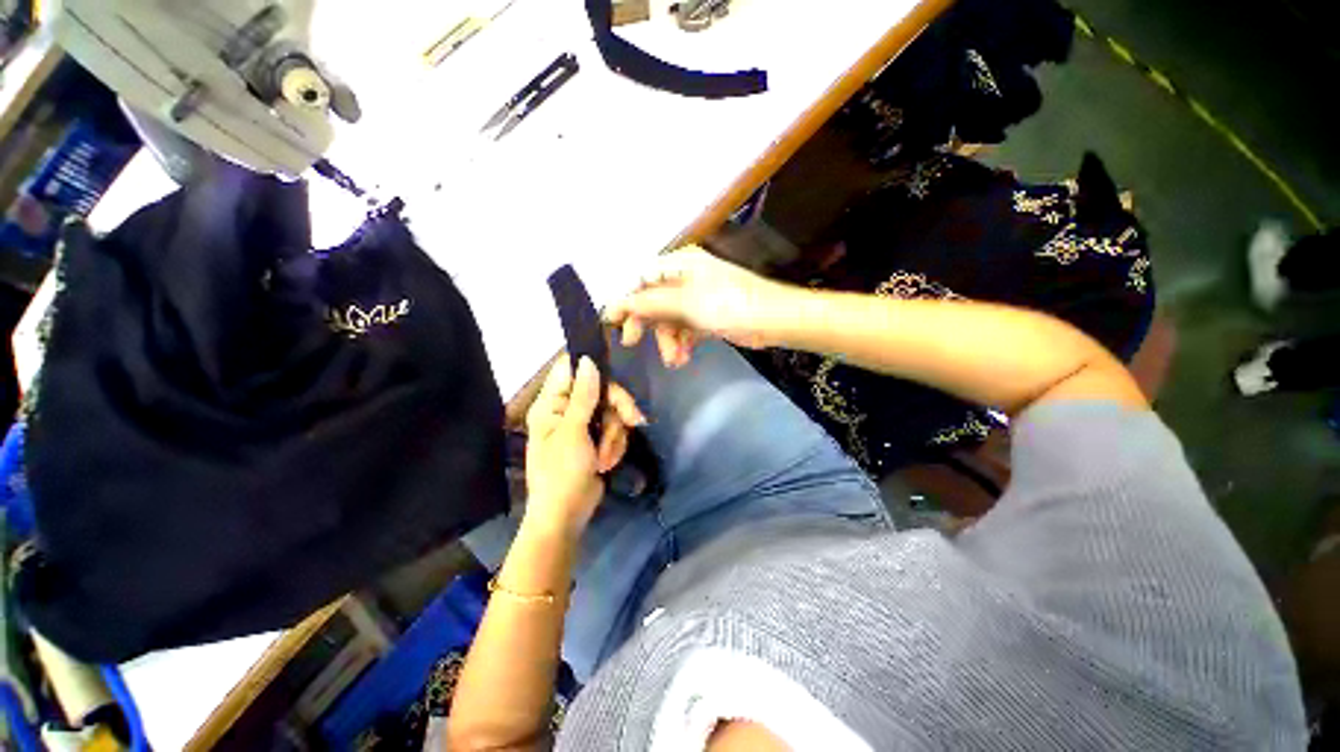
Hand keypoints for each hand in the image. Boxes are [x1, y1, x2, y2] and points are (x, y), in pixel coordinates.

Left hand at [524, 354, 645, 535]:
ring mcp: (580, 428)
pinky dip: (613, 448)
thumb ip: (583, 396)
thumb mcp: (573, 432)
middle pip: (600, 391)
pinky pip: (612, 433)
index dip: (593, 368)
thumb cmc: (561, 473)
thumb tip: (588, 360)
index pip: (570, 370)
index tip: (615, 378)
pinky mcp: (593, 444)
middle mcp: (564, 411)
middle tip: (632, 421)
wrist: (564, 515)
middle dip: (616, 410)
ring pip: (610, 414)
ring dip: (614, 436)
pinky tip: (606, 465)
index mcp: (550, 404)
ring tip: (604, 459)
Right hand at [605, 246, 792, 367]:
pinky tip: (683, 358)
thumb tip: (616, 304)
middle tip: (632, 343)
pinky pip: (684, 328)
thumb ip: (649, 303)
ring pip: (667, 318)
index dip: (625, 299)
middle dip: (646, 323)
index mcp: (679, 263)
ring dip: (666, 339)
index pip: (641, 278)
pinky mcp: (709, 315)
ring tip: (673, 359)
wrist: (775, 320)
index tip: (611, 323)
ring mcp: (698, 297)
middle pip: (652, 299)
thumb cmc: (730, 304)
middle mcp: (686, 276)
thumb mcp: (685, 303)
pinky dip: (681, 343)